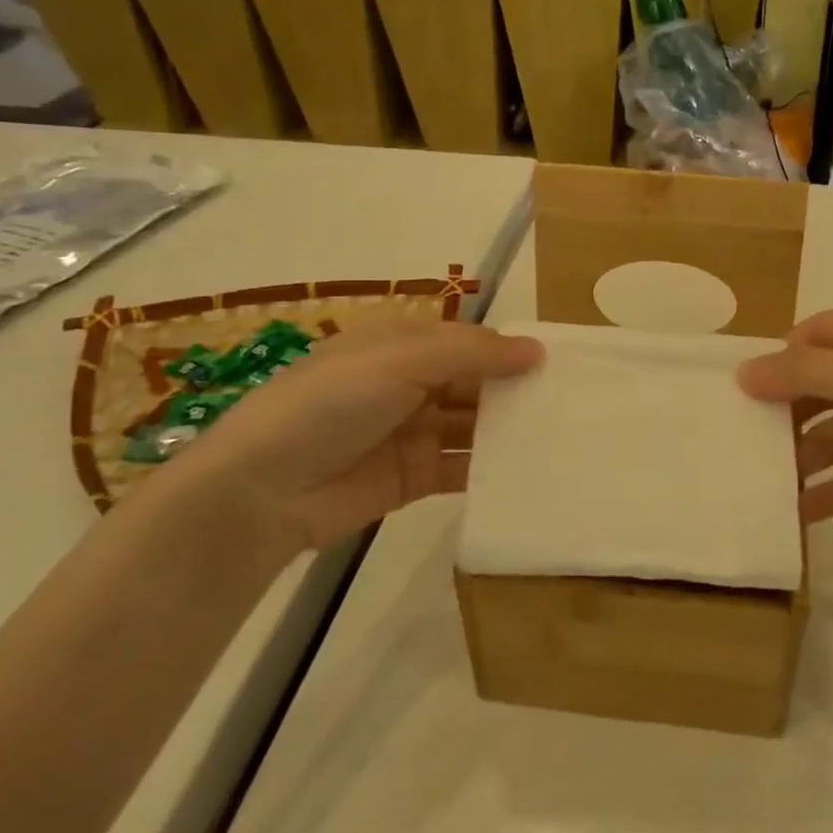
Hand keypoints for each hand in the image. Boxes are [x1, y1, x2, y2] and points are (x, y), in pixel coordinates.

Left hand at [150, 319, 542, 552]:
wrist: (261, 491)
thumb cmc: (330, 404)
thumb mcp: (400, 360)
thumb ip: (471, 353)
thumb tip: (537, 350)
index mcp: (400, 345)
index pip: (467, 341)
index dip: (508, 348)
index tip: (558, 361)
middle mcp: (408, 385)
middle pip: (474, 382)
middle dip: (514, 389)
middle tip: (570, 401)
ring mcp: (411, 433)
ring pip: (472, 424)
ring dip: (508, 427)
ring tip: (561, 434)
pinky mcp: (412, 478)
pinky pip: (461, 466)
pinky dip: (491, 467)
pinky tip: (529, 469)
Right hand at [737, 300, 832, 542]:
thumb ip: (804, 373)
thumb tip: (744, 371)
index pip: (820, 332)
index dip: (782, 358)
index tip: (745, 394)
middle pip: (830, 383)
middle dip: (792, 413)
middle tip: (748, 444)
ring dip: (812, 457)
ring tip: (767, 486)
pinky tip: (805, 512)